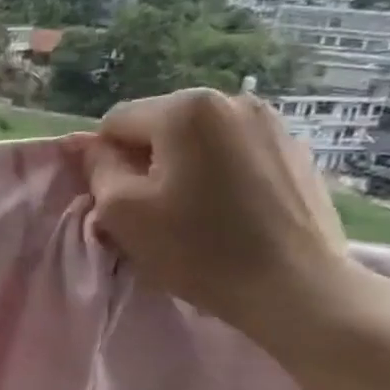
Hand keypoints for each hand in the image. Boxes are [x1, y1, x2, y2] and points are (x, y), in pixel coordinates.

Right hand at [82, 88, 355, 343]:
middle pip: (158, 126)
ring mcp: (271, 123)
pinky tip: (227, 211)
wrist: (297, 288)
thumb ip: (97, 167)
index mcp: (186, 108)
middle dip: (146, 161)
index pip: (116, 122)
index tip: (118, 201)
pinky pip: (232, 153)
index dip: (105, 162)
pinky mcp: (296, 151)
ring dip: (182, 167)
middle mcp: (232, 100)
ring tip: (192, 211)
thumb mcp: (121, 211)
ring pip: (196, 140)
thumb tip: (91, 147)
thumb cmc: (198, 248)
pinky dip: (218, 174)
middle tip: (153, 210)